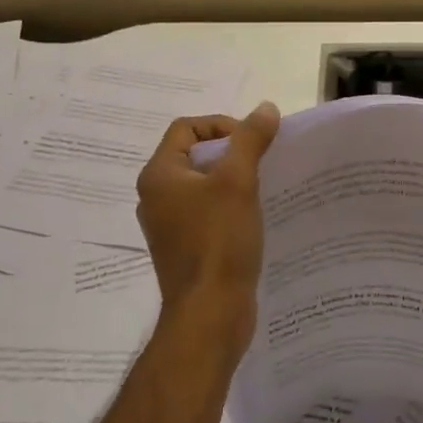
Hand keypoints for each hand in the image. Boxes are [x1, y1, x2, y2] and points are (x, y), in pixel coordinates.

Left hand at [135, 102, 280, 349]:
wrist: (210, 314)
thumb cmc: (218, 242)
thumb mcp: (238, 182)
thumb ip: (250, 140)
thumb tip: (265, 108)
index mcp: (159, 175)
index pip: (187, 128)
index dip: (222, 125)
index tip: (253, 141)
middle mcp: (157, 197)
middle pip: (195, 156)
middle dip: (232, 153)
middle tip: (264, 163)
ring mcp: (170, 226)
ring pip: (204, 186)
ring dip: (234, 181)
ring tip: (265, 188)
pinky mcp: (186, 249)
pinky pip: (208, 214)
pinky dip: (231, 208)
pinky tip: (257, 218)